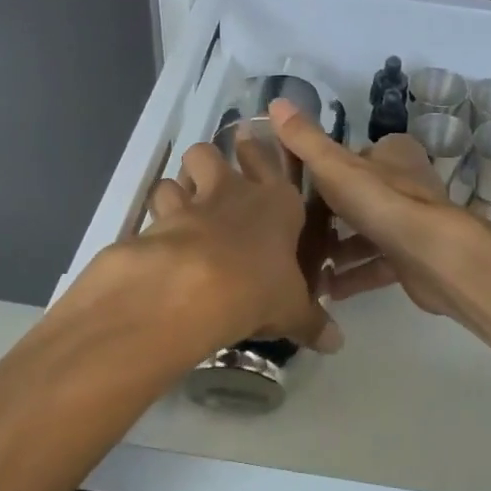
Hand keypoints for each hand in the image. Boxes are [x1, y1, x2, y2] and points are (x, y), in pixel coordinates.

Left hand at [129, 138, 334, 354]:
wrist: (198, 287)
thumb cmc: (260, 287)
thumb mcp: (292, 310)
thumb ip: (312, 322)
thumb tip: (336, 343)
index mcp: (276, 202)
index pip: (268, 162)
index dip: (257, 154)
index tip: (249, 147)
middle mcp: (233, 191)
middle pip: (211, 153)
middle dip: (208, 161)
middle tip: (209, 182)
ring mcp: (192, 201)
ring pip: (178, 173)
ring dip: (177, 188)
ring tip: (178, 208)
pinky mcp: (158, 221)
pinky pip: (154, 208)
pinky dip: (155, 220)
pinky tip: (156, 238)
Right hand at [270, 99, 476, 321]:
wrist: (433, 257)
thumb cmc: (382, 202)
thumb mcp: (335, 166)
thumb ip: (305, 140)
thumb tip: (276, 102)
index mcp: (394, 155)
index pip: (357, 154)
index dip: (329, 168)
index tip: (298, 186)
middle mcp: (408, 183)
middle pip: (361, 195)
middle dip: (330, 214)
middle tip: (295, 228)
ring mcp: (413, 222)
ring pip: (369, 233)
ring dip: (339, 249)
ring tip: (305, 263)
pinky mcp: (414, 258)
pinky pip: (377, 265)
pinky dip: (354, 276)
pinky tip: (327, 289)